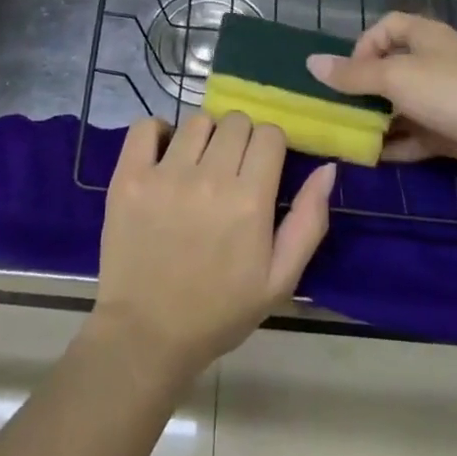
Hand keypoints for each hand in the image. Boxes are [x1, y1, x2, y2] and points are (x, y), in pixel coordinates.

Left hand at [91, 113, 334, 382]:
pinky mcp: (129, 177)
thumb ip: (308, 220)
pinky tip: (165, 156)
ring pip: (197, 121)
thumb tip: (327, 167)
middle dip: (240, 140)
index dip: (270, 147)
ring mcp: (165, 175)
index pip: (269, 134)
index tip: (262, 169)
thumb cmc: (220, 311)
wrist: (147, 335)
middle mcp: (209, 179)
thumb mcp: (280, 279)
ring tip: (198, 167)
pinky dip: (159, 132)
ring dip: (204, 137)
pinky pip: (147, 125)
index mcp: (249, 201)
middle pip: (235, 121)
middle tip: (231, 171)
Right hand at [307, 12, 456, 197]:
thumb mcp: (395, 78)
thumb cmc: (452, 93)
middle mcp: (437, 63)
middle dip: (366, 88)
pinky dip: (397, 144)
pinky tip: (375, 158)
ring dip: (379, 119)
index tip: (348, 73)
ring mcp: (448, 100)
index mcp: (426, 37)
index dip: (363, 45)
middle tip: (341, 109)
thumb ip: (353, 75)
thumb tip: (311, 63)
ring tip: (351, 136)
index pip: (386, 27)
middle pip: (392, 68)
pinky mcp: (456, 133)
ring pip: (403, 105)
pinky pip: (417, 135)